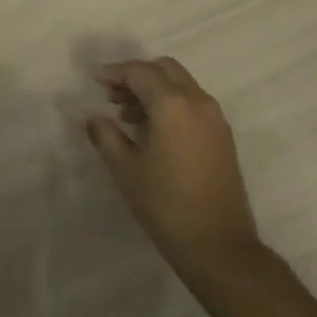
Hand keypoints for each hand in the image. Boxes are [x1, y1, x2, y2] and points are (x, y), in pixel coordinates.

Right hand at [86, 57, 261, 276]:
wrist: (219, 246)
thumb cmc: (166, 204)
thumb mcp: (126, 169)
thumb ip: (106, 136)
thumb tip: (94, 119)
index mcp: (173, 105)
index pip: (140, 72)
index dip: (114, 72)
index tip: (94, 79)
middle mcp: (198, 102)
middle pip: (165, 69)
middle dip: (136, 75)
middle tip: (112, 95)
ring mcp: (215, 119)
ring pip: (181, 85)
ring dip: (154, 89)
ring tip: (127, 116)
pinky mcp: (223, 137)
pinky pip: (193, 103)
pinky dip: (171, 103)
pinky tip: (152, 130)